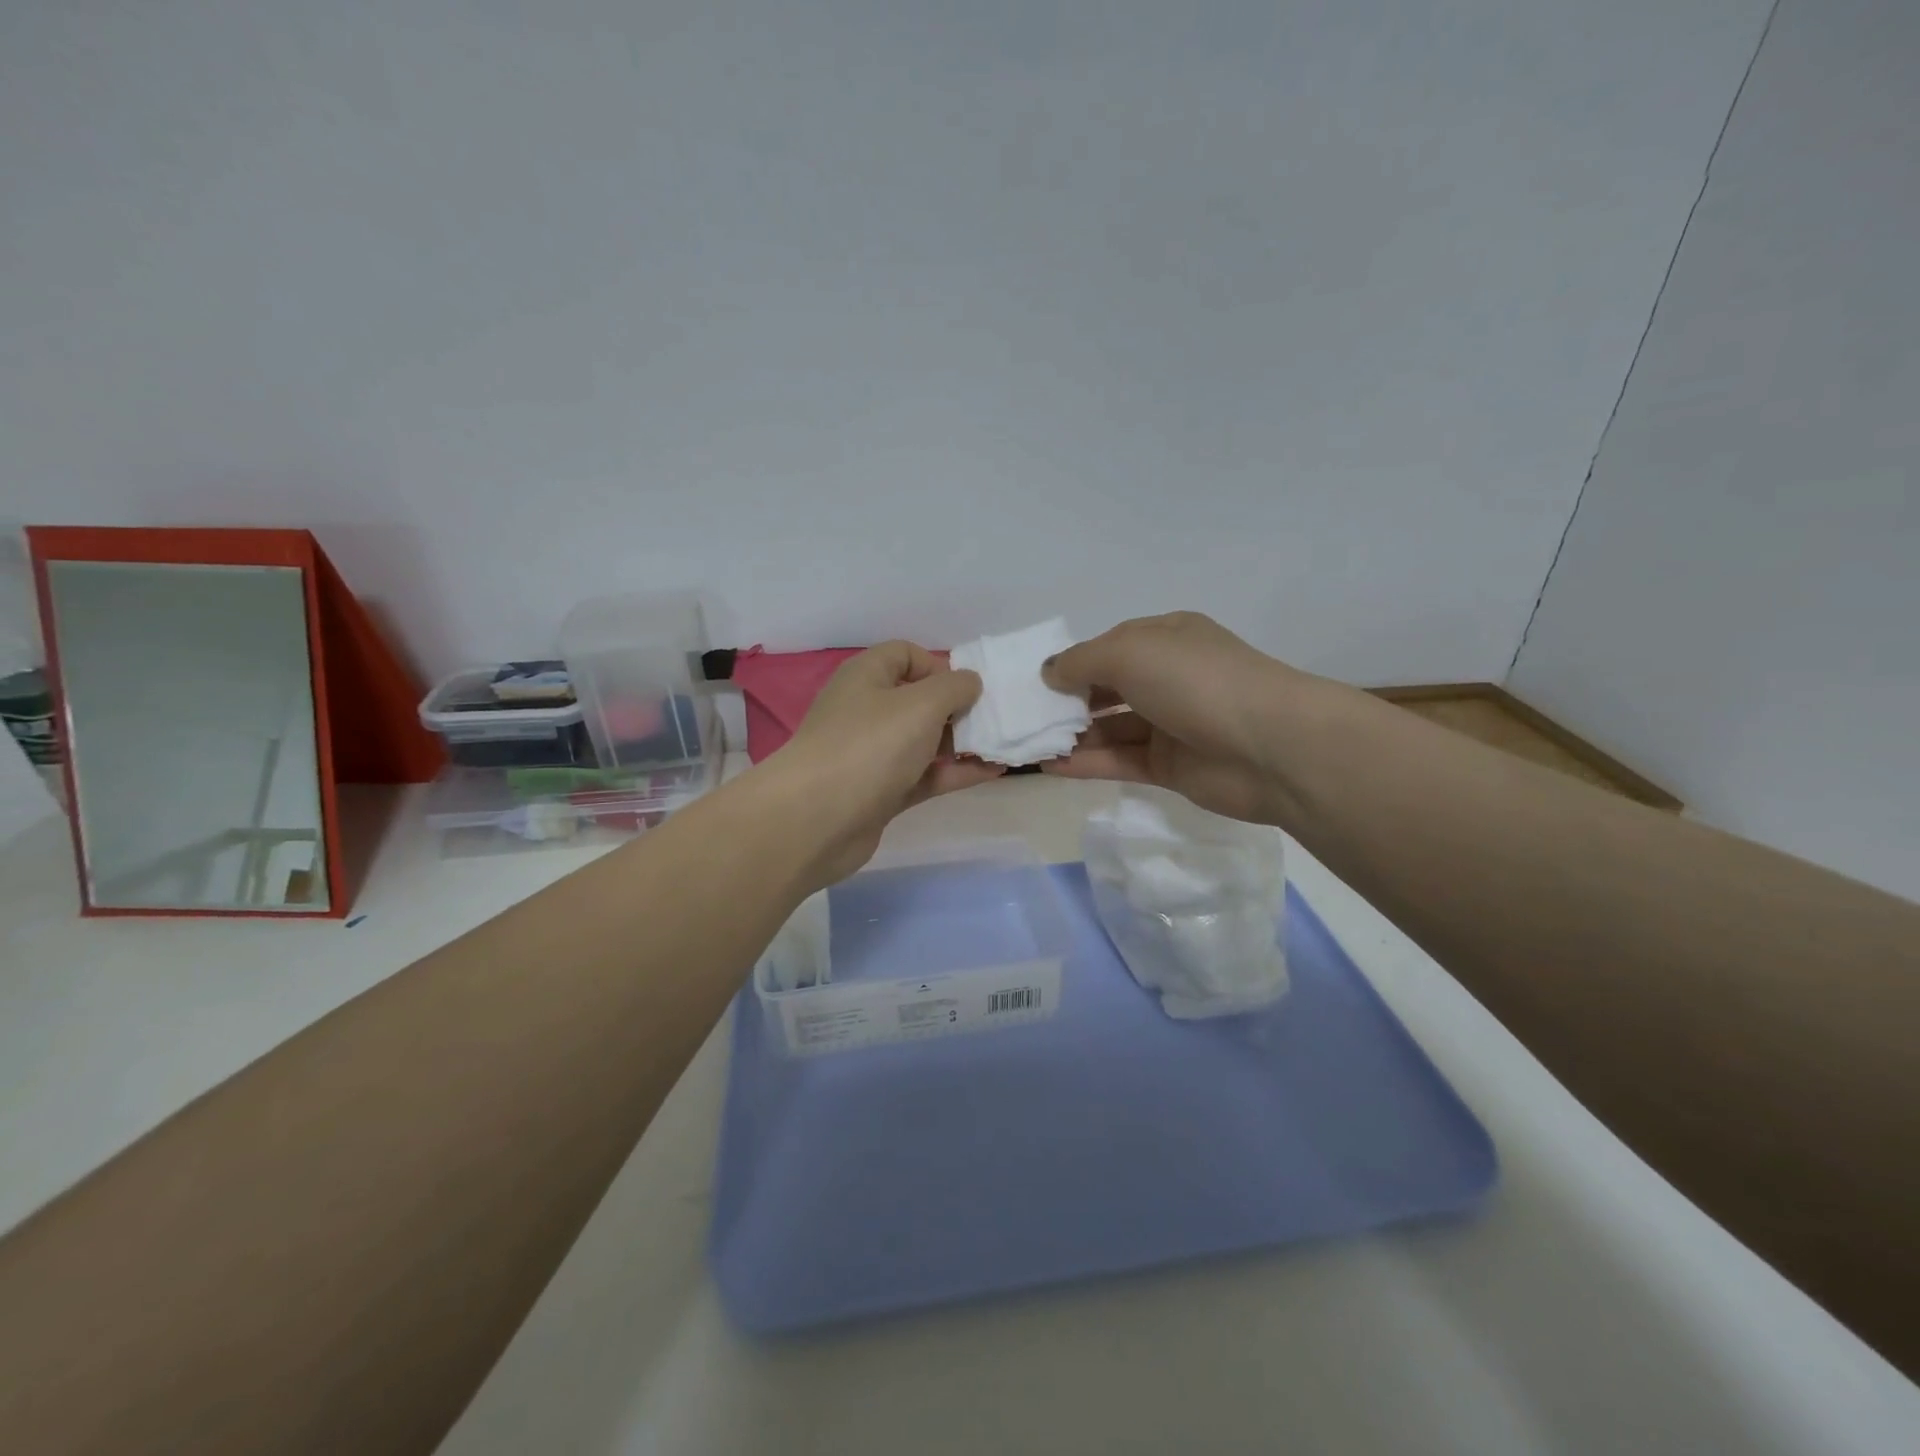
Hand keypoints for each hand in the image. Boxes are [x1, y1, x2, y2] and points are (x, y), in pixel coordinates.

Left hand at [776, 641, 1004, 883]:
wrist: (817, 819)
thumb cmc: (870, 745)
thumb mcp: (921, 703)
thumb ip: (954, 687)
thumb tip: (969, 683)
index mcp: (866, 677)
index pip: (904, 655)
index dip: (938, 665)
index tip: (967, 688)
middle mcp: (866, 711)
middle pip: (918, 700)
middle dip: (957, 707)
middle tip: (994, 719)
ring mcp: (872, 755)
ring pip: (923, 741)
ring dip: (961, 742)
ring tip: (1002, 745)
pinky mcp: (881, 793)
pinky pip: (925, 776)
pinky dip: (955, 773)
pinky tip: (992, 772)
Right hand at [1041, 612, 1302, 824]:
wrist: (1271, 747)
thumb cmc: (1196, 681)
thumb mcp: (1129, 652)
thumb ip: (1081, 661)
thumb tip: (1049, 673)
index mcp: (1166, 639)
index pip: (1109, 647)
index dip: (1072, 661)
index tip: (1035, 682)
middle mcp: (1168, 677)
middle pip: (1107, 688)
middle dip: (1067, 700)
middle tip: (1024, 716)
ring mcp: (1171, 724)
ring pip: (1111, 728)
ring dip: (1072, 735)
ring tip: (1027, 744)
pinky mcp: (1171, 766)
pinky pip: (1120, 761)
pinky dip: (1086, 763)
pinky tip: (1049, 766)